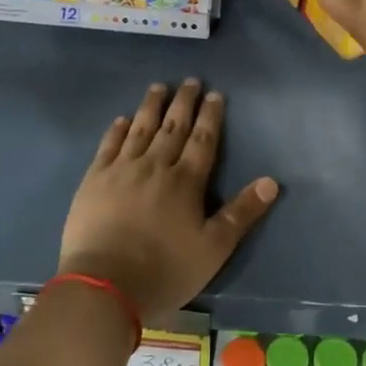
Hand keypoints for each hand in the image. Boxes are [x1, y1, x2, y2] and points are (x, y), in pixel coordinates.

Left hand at [59, 80, 278, 323]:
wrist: (104, 285)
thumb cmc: (165, 270)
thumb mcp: (213, 249)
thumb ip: (241, 213)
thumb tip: (271, 181)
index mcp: (186, 182)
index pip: (202, 140)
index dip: (210, 116)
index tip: (215, 94)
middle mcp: (155, 166)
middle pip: (173, 127)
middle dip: (184, 103)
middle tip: (190, 81)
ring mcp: (121, 170)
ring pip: (140, 129)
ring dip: (151, 107)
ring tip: (158, 87)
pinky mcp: (94, 180)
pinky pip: (108, 146)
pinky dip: (117, 130)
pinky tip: (122, 119)